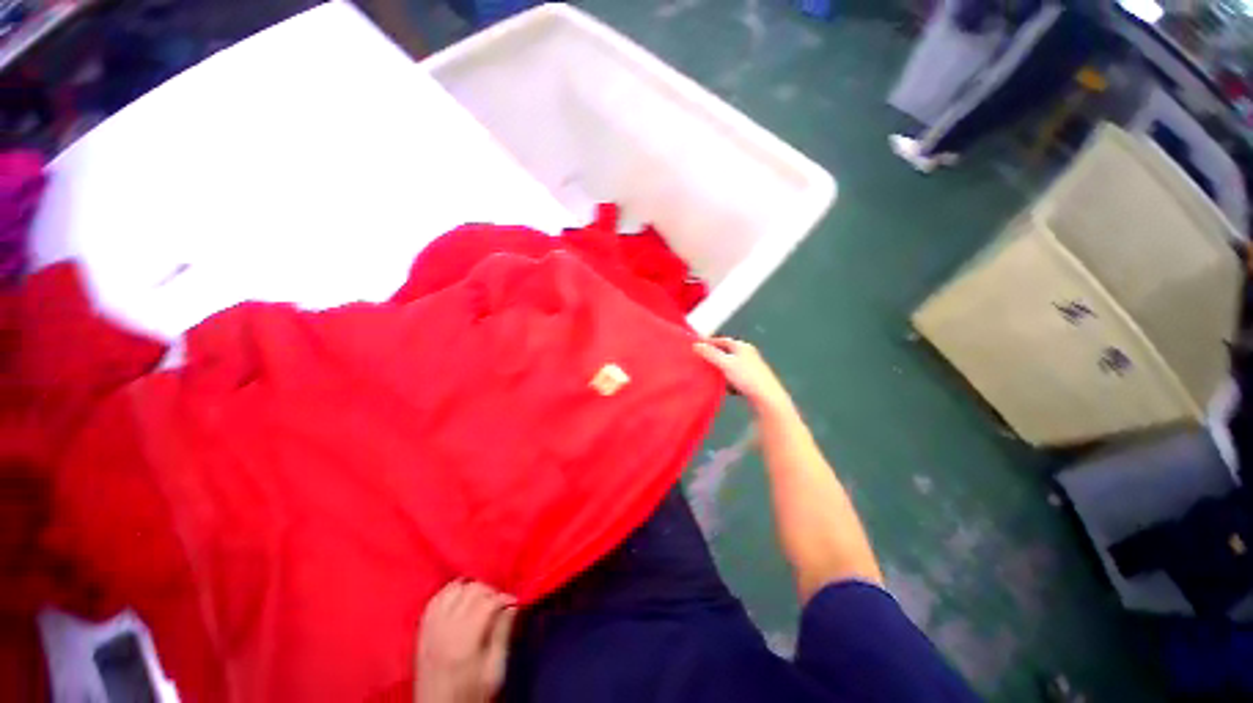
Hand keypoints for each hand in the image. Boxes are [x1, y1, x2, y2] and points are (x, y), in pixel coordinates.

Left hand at [415, 580, 516, 702]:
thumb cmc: (471, 695)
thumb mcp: (494, 672)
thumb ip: (503, 635)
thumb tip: (513, 606)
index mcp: (465, 640)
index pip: (488, 601)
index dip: (505, 598)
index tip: (514, 604)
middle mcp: (445, 628)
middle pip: (471, 590)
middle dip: (490, 592)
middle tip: (499, 604)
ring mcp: (431, 628)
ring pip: (453, 589)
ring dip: (470, 589)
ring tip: (480, 601)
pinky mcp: (422, 631)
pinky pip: (435, 599)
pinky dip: (450, 593)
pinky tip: (460, 600)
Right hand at [694, 337, 791, 413]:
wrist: (767, 398)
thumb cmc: (747, 377)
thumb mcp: (725, 363)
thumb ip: (710, 354)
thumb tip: (696, 345)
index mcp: (742, 347)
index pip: (723, 340)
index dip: (710, 342)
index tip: (697, 346)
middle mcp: (747, 355)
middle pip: (726, 353)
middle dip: (713, 356)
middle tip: (700, 360)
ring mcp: (750, 368)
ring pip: (729, 366)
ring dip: (718, 370)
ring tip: (707, 375)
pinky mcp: (751, 381)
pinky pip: (733, 378)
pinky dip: (726, 381)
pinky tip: (720, 387)